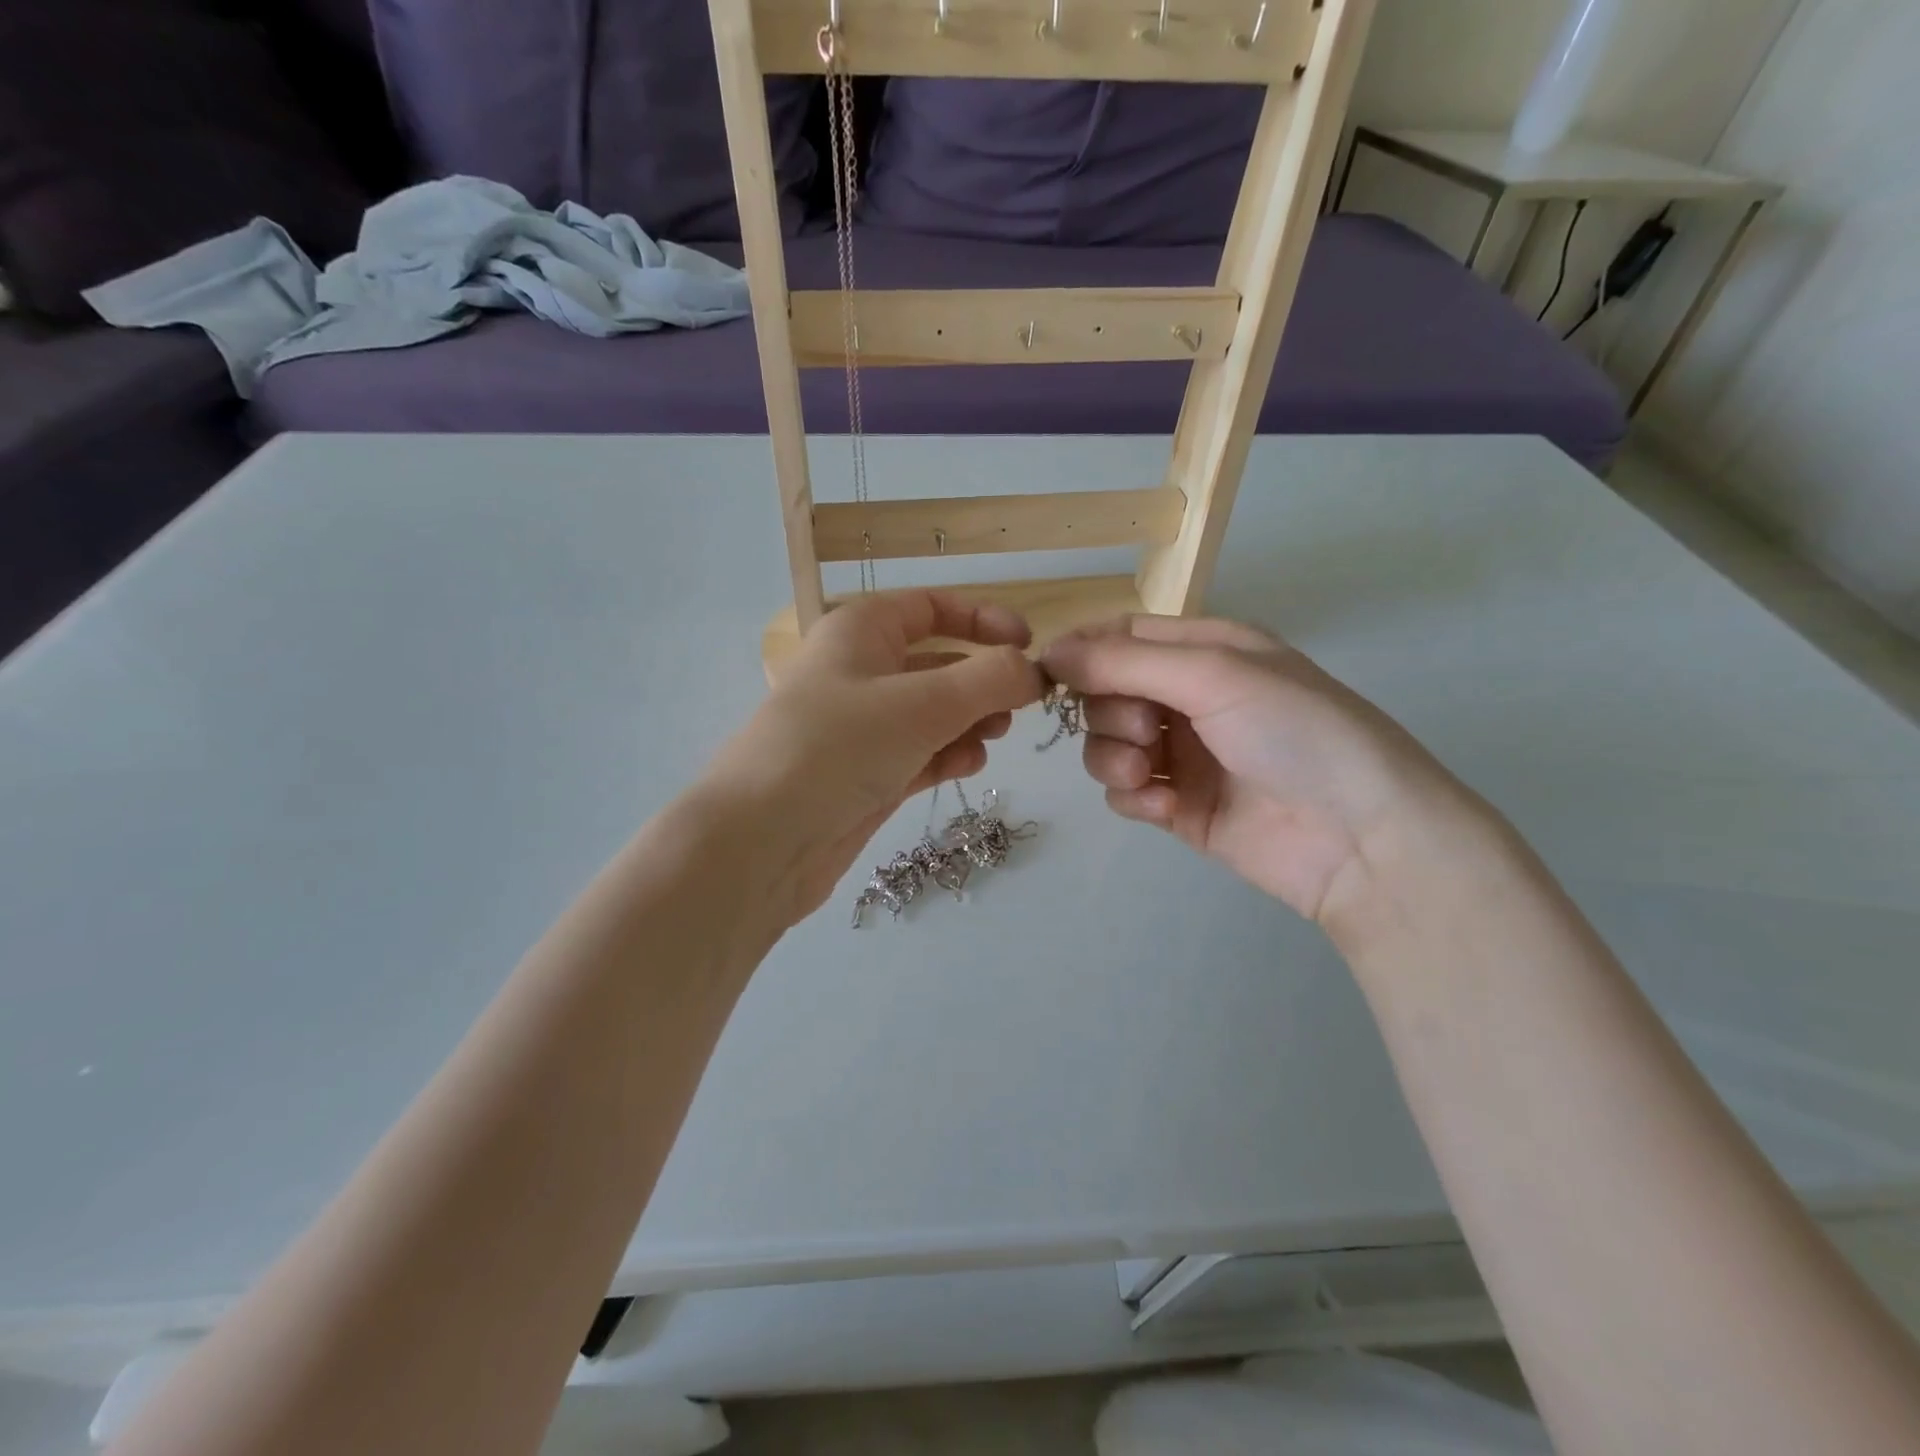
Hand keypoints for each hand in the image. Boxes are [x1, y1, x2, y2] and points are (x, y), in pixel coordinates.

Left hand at [704, 591, 1042, 923]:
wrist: (762, 841)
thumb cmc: (839, 748)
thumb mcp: (923, 704)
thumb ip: (988, 680)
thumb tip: (1034, 670)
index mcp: (860, 632)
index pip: (929, 607)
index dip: (982, 619)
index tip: (1029, 645)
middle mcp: (859, 673)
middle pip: (936, 663)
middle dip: (981, 680)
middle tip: (1020, 705)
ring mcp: (861, 729)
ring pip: (931, 713)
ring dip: (969, 720)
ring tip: (994, 735)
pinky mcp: (865, 776)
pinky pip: (919, 753)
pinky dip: (947, 755)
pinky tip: (968, 765)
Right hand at [1041, 615, 1478, 925]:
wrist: (1359, 839)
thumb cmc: (1294, 732)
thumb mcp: (1213, 674)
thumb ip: (1125, 661)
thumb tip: (1049, 653)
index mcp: (1205, 649)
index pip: (1122, 634)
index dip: (1082, 651)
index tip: (1049, 675)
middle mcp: (1189, 696)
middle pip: (1105, 691)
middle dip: (1110, 713)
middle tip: (1147, 732)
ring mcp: (1182, 753)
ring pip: (1106, 744)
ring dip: (1115, 759)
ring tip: (1153, 776)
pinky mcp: (1178, 805)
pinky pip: (1124, 792)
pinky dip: (1134, 797)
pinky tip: (1166, 807)